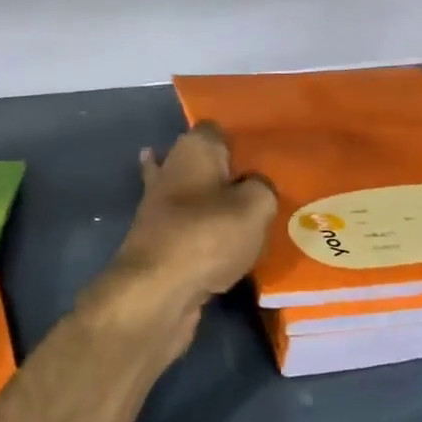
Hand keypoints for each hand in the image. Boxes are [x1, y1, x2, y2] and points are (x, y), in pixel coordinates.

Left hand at [98, 122, 277, 317]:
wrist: (157, 291)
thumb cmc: (208, 235)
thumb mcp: (256, 205)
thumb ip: (263, 188)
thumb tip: (254, 187)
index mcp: (193, 149)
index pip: (216, 130)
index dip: (239, 140)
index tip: (264, 156)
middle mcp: (170, 171)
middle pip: (201, 164)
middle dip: (224, 173)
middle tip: (261, 187)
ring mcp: (158, 208)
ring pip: (192, 197)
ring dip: (210, 205)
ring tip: (248, 216)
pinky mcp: (158, 243)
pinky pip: (188, 231)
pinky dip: (204, 237)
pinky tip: (229, 247)